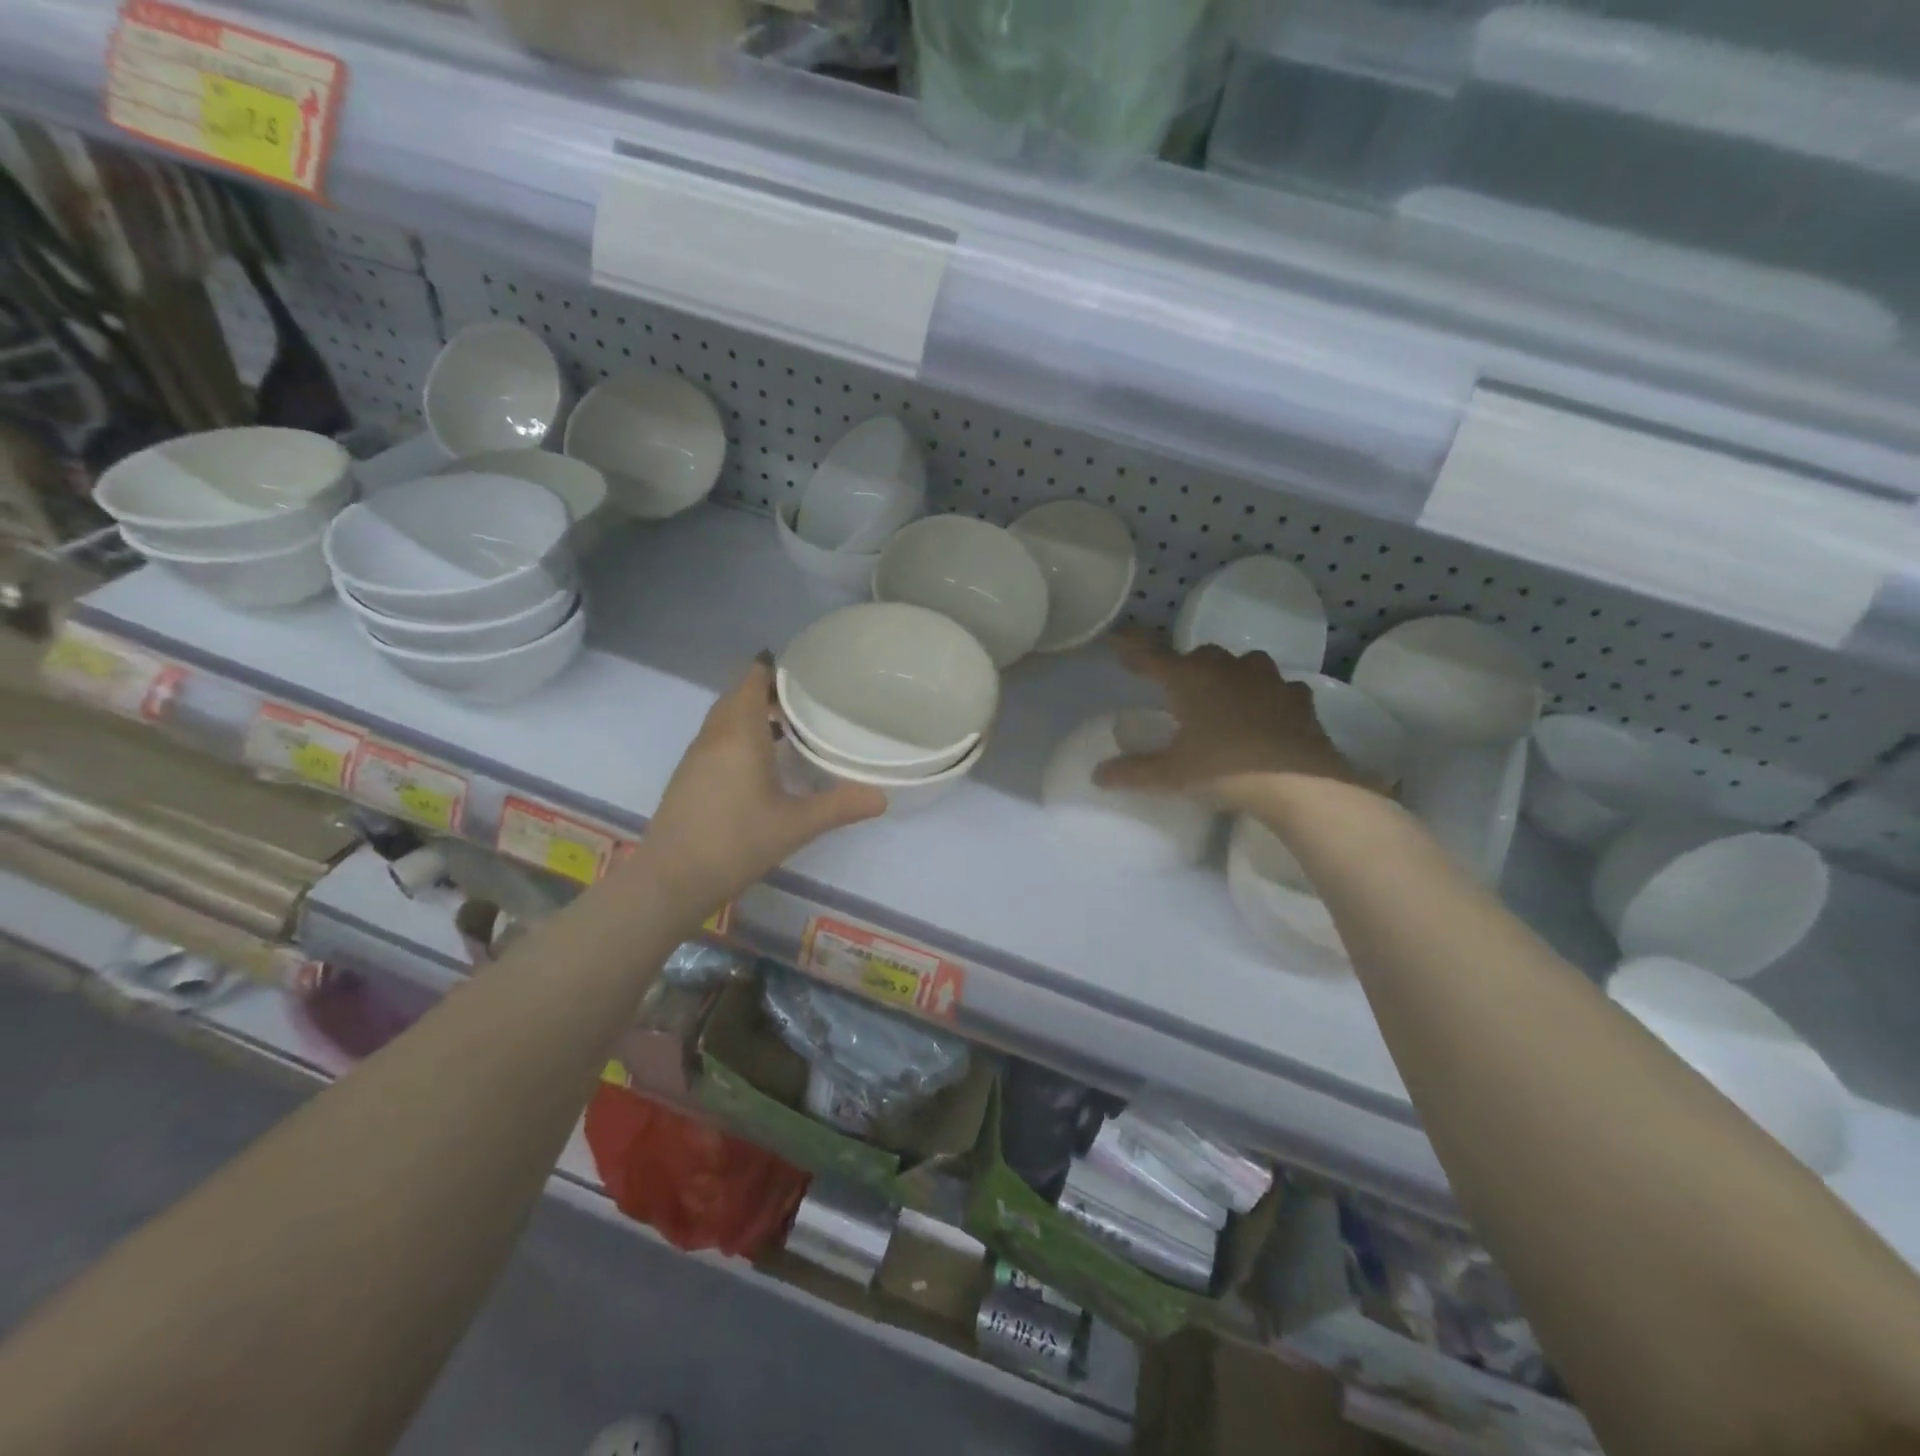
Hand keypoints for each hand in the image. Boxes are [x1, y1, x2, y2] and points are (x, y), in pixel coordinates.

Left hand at [637, 657, 884, 914]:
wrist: (671, 879)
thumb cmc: (736, 842)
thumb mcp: (796, 825)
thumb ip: (840, 806)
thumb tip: (882, 797)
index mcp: (739, 734)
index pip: (751, 681)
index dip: (772, 668)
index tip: (802, 666)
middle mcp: (714, 736)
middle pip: (736, 697)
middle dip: (765, 689)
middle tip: (804, 695)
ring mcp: (697, 757)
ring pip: (725, 719)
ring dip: (751, 713)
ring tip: (789, 722)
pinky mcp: (689, 777)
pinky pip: (717, 740)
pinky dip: (740, 735)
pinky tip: (762, 760)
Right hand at [1094, 629, 1365, 811]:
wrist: (1299, 783)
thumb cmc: (1224, 770)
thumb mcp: (1171, 775)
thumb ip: (1134, 772)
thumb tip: (1098, 775)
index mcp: (1190, 680)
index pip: (1152, 656)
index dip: (1133, 647)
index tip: (1118, 639)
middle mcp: (1227, 669)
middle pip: (1199, 656)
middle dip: (1185, 666)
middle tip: (1175, 687)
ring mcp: (1268, 680)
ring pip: (1242, 664)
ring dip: (1229, 674)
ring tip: (1223, 695)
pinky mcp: (1298, 699)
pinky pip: (1278, 688)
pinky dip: (1268, 696)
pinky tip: (1267, 712)